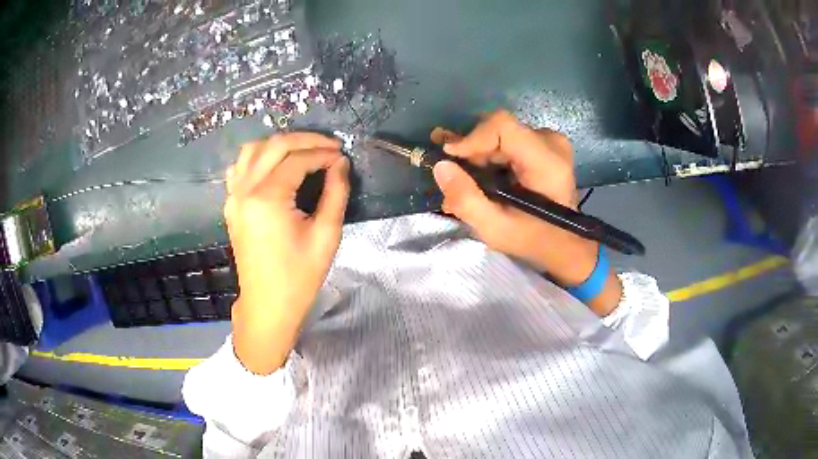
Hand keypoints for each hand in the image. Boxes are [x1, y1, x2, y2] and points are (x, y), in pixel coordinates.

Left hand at [224, 133, 349, 373]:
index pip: (298, 159)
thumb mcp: (326, 235)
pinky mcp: (230, 205)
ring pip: (252, 150)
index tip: (342, 156)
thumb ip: (336, 193)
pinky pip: (239, 168)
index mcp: (268, 198)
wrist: (268, 304)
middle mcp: (245, 190)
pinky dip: (257, 158)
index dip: (323, 153)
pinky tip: (274, 166)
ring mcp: (233, 196)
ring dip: (279, 144)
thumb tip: (340, 163)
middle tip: (329, 146)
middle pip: (274, 145)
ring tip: (303, 151)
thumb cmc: (299, 276)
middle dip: (305, 140)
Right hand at [431, 110, 620, 314]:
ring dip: (476, 155)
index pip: (502, 126)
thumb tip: (441, 166)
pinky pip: (508, 140)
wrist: (564, 243)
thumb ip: (466, 199)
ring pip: (500, 135)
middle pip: (498, 130)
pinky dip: (488, 155)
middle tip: (448, 171)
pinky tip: (475, 173)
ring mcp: (550, 141)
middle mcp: (551, 143)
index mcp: (547, 162)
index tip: (448, 157)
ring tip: (458, 176)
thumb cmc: (533, 239)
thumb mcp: (495, 228)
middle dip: (470, 150)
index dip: (471, 137)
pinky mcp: (545, 145)